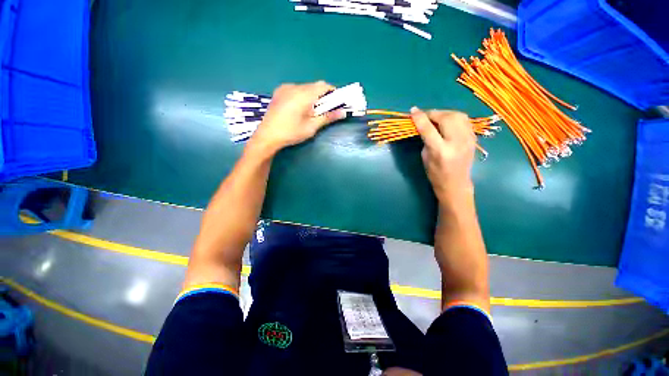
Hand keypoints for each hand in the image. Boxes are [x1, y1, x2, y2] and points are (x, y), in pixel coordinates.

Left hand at [250, 81, 345, 153]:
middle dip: (323, 96)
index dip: (333, 92)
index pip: (323, 86)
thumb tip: (343, 112)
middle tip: (325, 110)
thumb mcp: (311, 127)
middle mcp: (294, 87)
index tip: (337, 102)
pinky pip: (296, 89)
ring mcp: (285, 88)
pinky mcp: (279, 92)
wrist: (267, 136)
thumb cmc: (291, 133)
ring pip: (305, 87)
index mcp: (303, 95)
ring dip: (313, 96)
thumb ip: (327, 117)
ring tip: (312, 111)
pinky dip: (303, 96)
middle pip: (314, 86)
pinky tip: (300, 108)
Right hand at [411, 107, 475, 202]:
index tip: (413, 111)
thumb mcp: (425, 157)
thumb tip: (424, 124)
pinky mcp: (473, 137)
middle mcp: (456, 142)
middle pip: (446, 118)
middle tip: (425, 116)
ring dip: (444, 113)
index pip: (428, 129)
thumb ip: (426, 139)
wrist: (456, 184)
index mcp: (440, 151)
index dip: (420, 118)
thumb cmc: (435, 174)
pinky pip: (464, 120)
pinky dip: (453, 117)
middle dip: (433, 113)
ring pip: (457, 115)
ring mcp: (468, 139)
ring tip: (436, 118)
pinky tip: (447, 122)